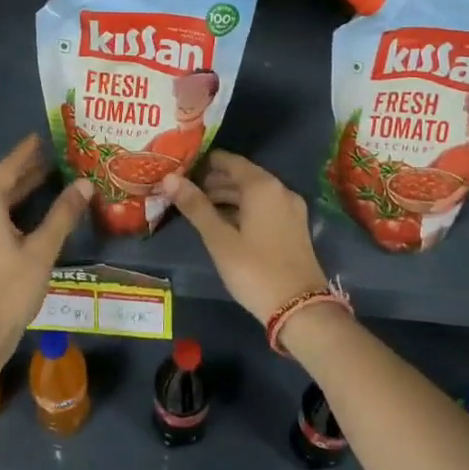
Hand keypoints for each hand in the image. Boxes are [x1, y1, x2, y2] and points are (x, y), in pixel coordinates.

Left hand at [0, 136, 91, 375]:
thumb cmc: (9, 290)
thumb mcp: (42, 250)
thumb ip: (63, 214)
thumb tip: (84, 183)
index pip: (8, 168)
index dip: (26, 152)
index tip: (42, 136)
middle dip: (23, 170)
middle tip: (50, 157)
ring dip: (16, 190)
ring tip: (44, 180)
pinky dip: (7, 208)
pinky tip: (25, 215)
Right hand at [162, 151, 328, 322]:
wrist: (299, 308)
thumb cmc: (254, 270)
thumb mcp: (219, 239)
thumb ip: (195, 206)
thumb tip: (169, 179)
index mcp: (263, 186)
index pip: (230, 161)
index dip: (205, 163)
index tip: (181, 168)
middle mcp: (280, 190)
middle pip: (242, 176)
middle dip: (214, 181)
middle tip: (184, 191)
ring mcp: (291, 209)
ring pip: (253, 193)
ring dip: (227, 196)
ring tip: (199, 207)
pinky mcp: (294, 227)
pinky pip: (264, 207)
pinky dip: (243, 209)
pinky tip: (224, 223)